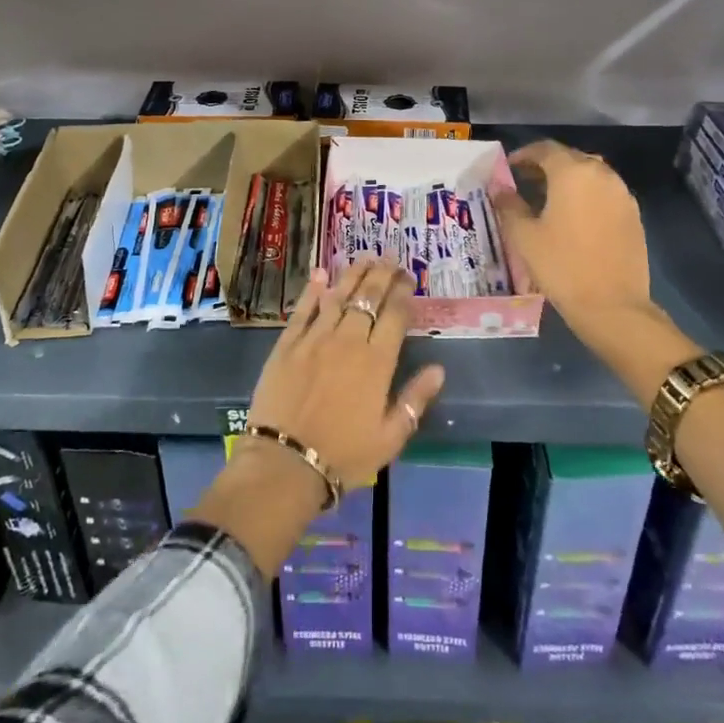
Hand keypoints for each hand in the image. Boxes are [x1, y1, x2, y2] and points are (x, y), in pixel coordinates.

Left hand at [195, 258, 444, 577]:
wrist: (285, 463)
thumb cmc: (344, 455)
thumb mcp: (390, 438)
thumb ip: (415, 401)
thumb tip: (438, 370)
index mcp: (377, 362)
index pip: (394, 316)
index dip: (403, 294)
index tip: (408, 281)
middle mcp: (348, 341)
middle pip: (367, 298)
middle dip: (381, 276)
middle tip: (389, 260)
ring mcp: (314, 339)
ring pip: (337, 296)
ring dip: (352, 275)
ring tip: (364, 259)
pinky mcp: (287, 345)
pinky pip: (302, 310)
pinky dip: (313, 290)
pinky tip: (320, 274)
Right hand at [492, 140, 652, 325]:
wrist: (613, 305)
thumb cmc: (561, 266)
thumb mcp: (524, 236)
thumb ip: (509, 205)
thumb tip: (498, 188)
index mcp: (572, 172)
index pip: (545, 149)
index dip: (523, 155)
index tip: (508, 168)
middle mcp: (601, 174)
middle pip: (569, 158)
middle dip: (545, 166)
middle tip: (524, 182)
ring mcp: (622, 194)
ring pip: (590, 175)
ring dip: (567, 180)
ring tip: (547, 200)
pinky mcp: (633, 214)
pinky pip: (604, 193)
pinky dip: (586, 195)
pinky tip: (573, 218)